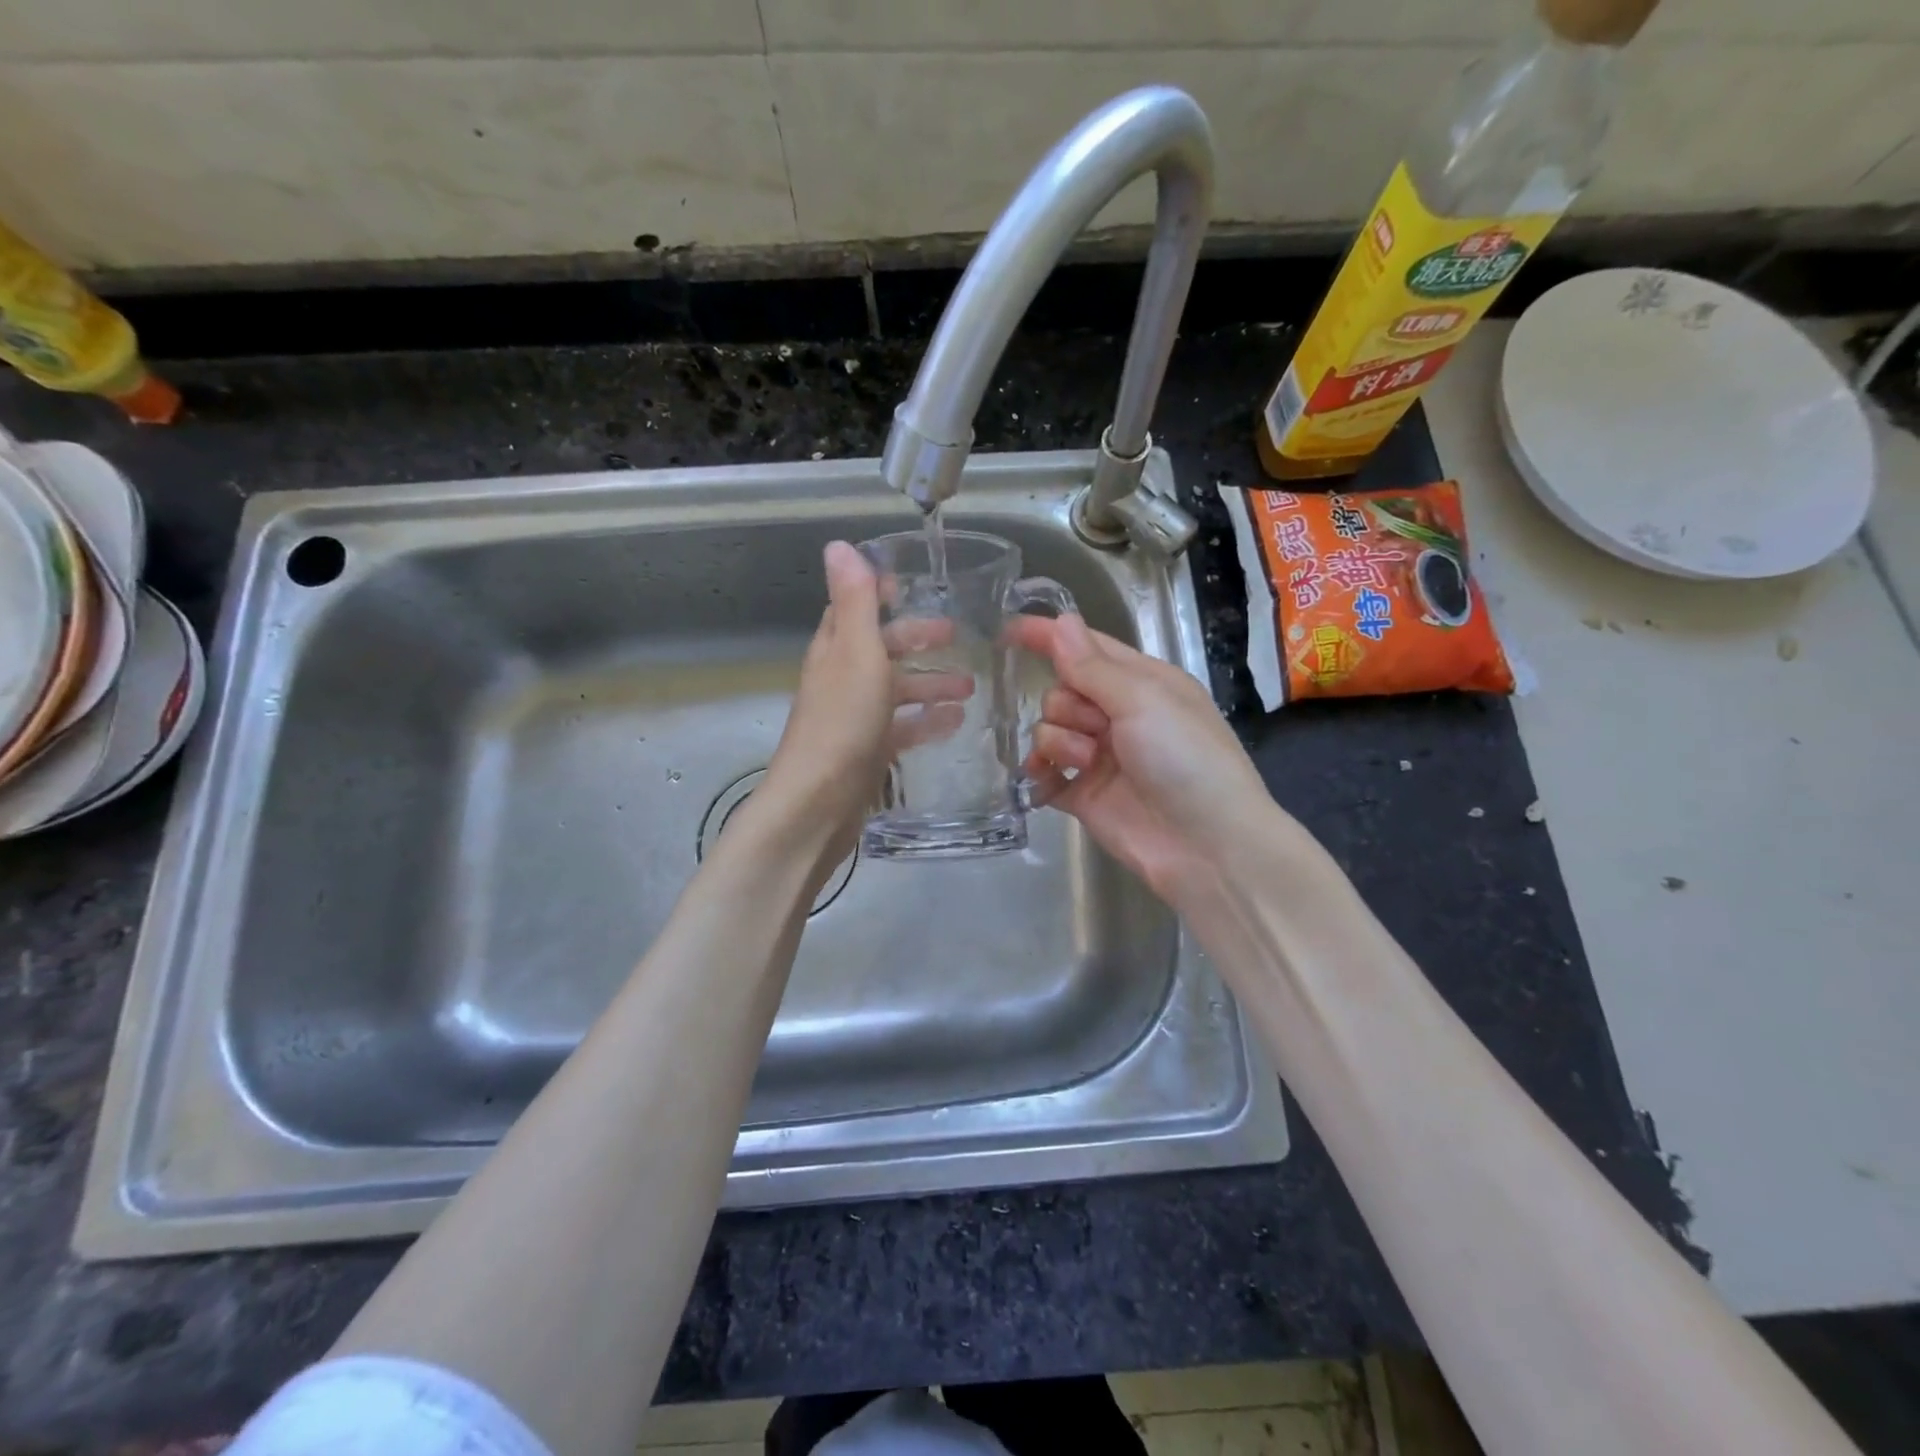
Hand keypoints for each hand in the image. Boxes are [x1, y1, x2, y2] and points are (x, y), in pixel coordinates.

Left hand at [758, 542, 970, 869]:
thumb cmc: (843, 722)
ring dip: (930, 684)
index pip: (854, 610)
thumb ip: (855, 602)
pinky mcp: (867, 753)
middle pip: (881, 650)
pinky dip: (926, 722)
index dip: (880, 594)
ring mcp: (854, 719)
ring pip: (896, 692)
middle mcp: (841, 680)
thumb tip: (838, 544)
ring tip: (970, 687)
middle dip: (916, 639)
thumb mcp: (856, 653)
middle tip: (957, 634)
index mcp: (835, 650)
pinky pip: (902, 729)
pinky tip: (955, 724)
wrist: (818, 803)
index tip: (914, 584)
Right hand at [1010, 614, 1271, 905]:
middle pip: (1062, 690)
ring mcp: (1099, 756)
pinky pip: (1044, 772)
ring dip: (1060, 742)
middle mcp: (1119, 715)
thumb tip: (1061, 621)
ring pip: (1049, 730)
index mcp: (1142, 682)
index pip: (1086, 648)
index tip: (1010, 630)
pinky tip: (1044, 779)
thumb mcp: (1144, 700)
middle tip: (1095, 727)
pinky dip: (1040, 772)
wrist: (1207, 846)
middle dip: (1067, 705)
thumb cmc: (1186, 759)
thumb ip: (1093, 666)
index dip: (1050, 637)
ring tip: (1087, 764)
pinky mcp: (1082, 795)